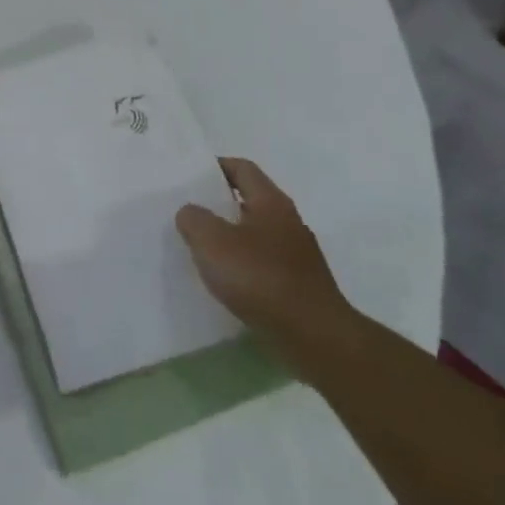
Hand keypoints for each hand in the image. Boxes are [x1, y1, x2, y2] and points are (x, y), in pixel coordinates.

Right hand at [176, 159, 355, 365]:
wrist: (315, 337)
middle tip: (188, 212)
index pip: (242, 168)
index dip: (215, 166)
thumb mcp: (212, 241)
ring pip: (255, 235)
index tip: (189, 176)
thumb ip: (194, 219)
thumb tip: (191, 213)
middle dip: (219, 204)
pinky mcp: (299, 286)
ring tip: (201, 249)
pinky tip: (225, 282)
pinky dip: (243, 266)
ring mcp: (297, 256)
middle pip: (249, 201)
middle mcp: (288, 222)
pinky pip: (263, 265)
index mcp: (271, 202)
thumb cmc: (261, 278)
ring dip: (230, 238)